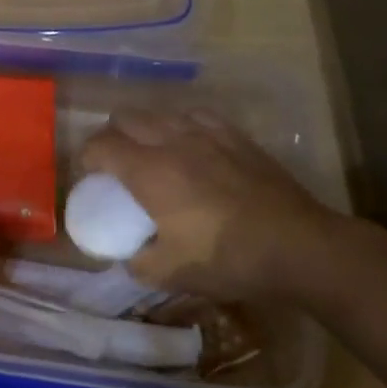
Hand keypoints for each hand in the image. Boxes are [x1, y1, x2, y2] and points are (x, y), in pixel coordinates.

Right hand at [80, 108, 353, 301]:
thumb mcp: (172, 274)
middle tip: (117, 164)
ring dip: (146, 128)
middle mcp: (171, 140)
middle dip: (112, 136)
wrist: (298, 246)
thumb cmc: (227, 258)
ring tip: (153, 153)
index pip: (100, 145)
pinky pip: (195, 116)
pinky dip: (182, 127)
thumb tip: (128, 256)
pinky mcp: (235, 136)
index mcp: (148, 170)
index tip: (90, 176)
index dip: (87, 158)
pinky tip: (192, 146)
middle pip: (125, 118)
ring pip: (160, 113)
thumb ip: (138, 263)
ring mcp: (205, 133)